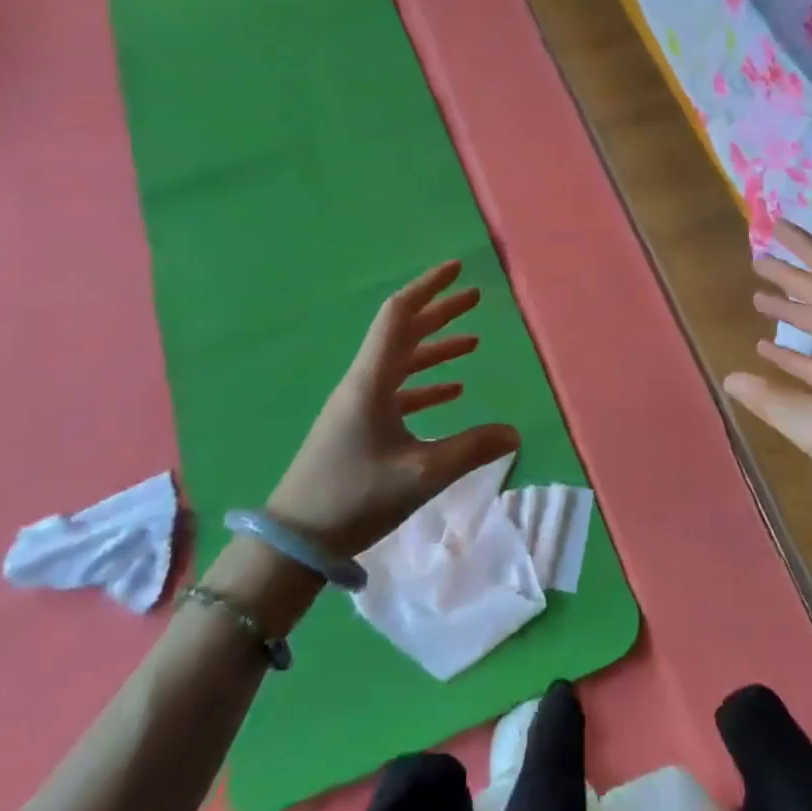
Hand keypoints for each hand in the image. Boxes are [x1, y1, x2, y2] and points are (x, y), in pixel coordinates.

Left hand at [264, 260, 521, 558]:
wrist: (296, 541)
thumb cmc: (355, 497)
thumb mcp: (421, 473)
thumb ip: (471, 449)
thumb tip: (515, 432)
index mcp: (372, 380)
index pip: (399, 316)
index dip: (428, 288)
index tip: (456, 269)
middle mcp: (364, 383)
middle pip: (404, 333)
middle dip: (439, 312)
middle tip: (475, 297)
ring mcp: (359, 405)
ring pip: (403, 363)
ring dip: (436, 349)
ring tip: (472, 341)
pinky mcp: (359, 428)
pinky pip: (399, 392)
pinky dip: (426, 385)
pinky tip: (452, 392)